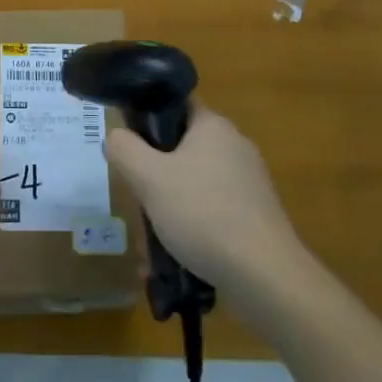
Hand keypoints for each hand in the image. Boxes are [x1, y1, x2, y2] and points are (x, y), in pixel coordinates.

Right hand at [104, 105, 305, 299]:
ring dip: (172, 205)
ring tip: (153, 237)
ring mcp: (250, 182)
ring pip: (196, 183)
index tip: (128, 146)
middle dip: (156, 174)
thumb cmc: (203, 214)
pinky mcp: (257, 215)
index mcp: (213, 126)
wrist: (265, 276)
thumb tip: (115, 136)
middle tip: (138, 197)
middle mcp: (235, 146)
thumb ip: (124, 150)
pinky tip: (178, 255)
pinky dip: (194, 227)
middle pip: (183, 148)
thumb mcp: (149, 179)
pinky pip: (214, 211)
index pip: (175, 106)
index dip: (147, 119)